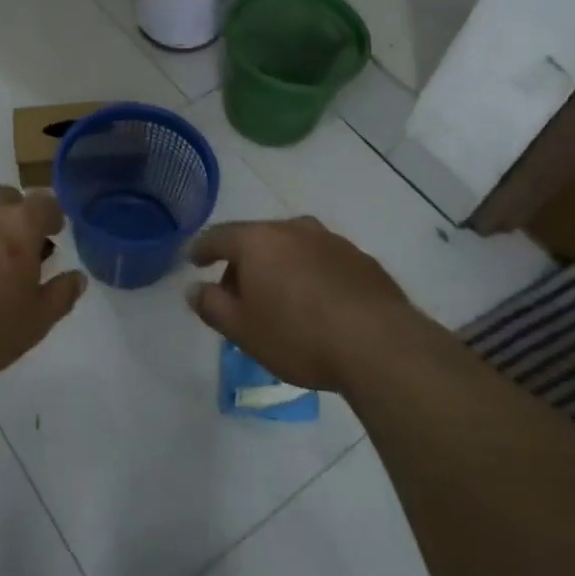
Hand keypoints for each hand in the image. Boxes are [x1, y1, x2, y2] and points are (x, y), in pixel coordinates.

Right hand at [187, 217, 408, 393]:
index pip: (218, 236)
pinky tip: (315, 304)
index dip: (202, 249)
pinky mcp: (361, 259)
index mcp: (258, 240)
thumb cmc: (299, 336)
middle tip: (237, 294)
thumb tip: (194, 289)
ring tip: (278, 300)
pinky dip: (309, 274)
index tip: (194, 261)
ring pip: (292, 247)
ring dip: (278, 267)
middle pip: (256, 239)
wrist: (380, 346)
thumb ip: (212, 306)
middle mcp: (293, 229)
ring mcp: (331, 240)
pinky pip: (321, 261)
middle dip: (242, 263)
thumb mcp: (243, 330)